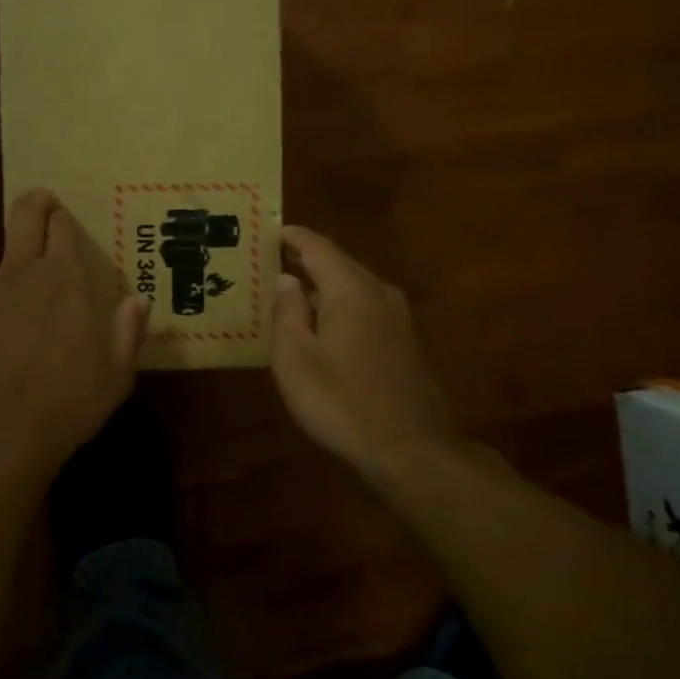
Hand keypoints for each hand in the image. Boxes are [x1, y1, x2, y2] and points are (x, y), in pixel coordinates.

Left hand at [0, 189, 148, 493]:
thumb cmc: (65, 405)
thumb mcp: (115, 376)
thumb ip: (127, 333)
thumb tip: (139, 300)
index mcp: (62, 281)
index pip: (62, 231)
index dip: (63, 218)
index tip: (63, 214)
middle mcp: (17, 275)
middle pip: (22, 220)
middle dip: (32, 203)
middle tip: (38, 199)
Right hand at [271, 226, 456, 488]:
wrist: (409, 449)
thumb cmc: (340, 401)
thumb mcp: (295, 358)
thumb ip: (287, 312)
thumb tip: (286, 280)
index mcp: (351, 290)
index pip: (318, 247)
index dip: (292, 237)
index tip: (270, 230)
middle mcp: (379, 293)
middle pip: (339, 264)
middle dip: (307, 259)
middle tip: (274, 259)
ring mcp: (398, 318)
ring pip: (354, 287)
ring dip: (323, 285)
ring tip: (292, 290)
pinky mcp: (405, 342)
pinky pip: (366, 308)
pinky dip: (340, 306)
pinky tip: (323, 325)